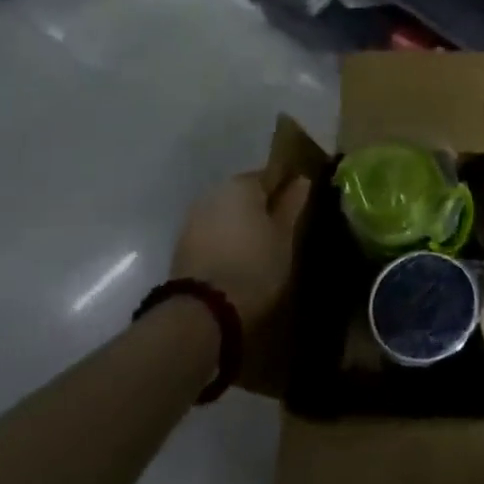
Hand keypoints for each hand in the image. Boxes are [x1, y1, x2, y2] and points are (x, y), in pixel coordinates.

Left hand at [170, 171, 311, 337]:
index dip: (288, 187)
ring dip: (243, 221)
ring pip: (228, 211)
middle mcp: (215, 192)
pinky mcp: (182, 242)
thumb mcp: (283, 236)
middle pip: (247, 191)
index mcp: (242, 184)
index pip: (272, 174)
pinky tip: (239, 255)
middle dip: (263, 204)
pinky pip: (213, 229)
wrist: (202, 310)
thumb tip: (301, 180)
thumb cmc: (255, 266)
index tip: (300, 203)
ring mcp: (194, 216)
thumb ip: (291, 205)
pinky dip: (227, 236)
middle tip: (283, 226)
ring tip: (262, 244)